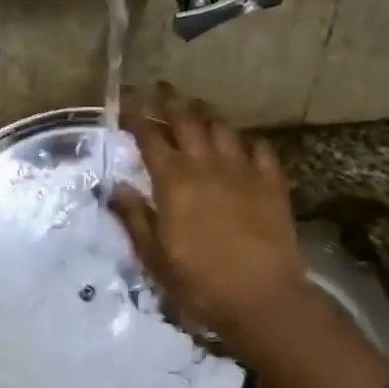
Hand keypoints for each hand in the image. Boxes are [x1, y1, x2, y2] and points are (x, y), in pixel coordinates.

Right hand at [109, 83, 388, 387]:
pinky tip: (241, 142)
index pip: (150, 135)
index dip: (136, 114)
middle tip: (159, 89)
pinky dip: (245, 140)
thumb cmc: (199, 283)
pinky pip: (258, 148)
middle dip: (170, 101)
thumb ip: (134, 217)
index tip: (126, 101)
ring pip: (221, 127)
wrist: (262, 299)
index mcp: (173, 180)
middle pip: (186, 120)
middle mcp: (206, 165)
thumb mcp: (154, 257)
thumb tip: (116, 186)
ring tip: (195, 107)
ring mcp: (242, 170)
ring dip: (204, 113)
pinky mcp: (271, 182)